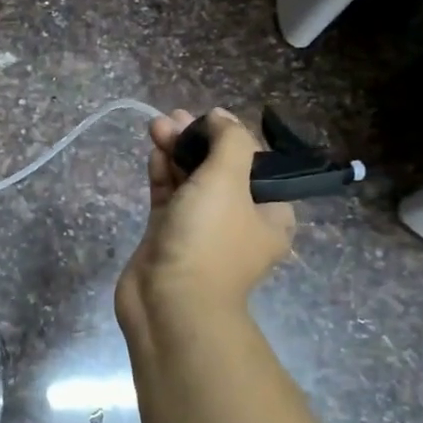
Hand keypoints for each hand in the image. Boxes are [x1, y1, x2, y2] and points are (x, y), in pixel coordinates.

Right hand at [116, 108, 295, 330]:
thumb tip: (221, 117)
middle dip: (197, 140)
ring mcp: (201, 229)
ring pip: (191, 181)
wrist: (169, 304)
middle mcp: (239, 221)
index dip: (231, 136)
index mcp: (269, 214)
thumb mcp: (228, 181)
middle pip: (220, 169)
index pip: (256, 163)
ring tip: (155, 126)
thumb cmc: (208, 241)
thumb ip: (229, 141)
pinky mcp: (169, 236)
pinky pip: (169, 197)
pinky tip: (153, 152)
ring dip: (176, 152)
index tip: (207, 118)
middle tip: (172, 117)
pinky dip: (163, 174)